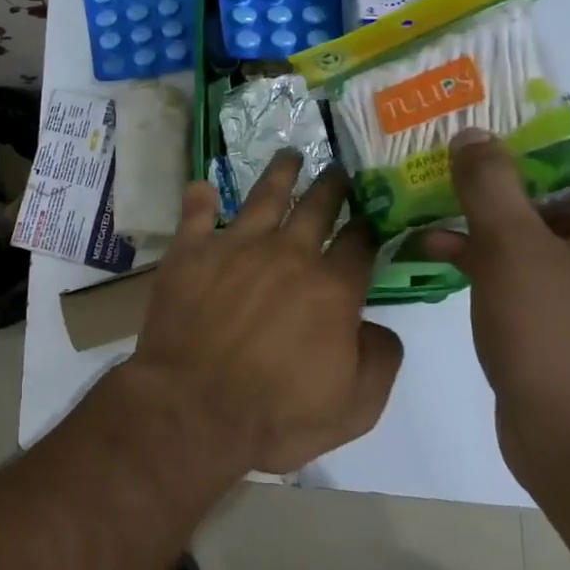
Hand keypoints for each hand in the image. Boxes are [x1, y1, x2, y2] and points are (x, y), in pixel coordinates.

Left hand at [129, 151, 403, 474]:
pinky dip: (200, 198)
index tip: (374, 212)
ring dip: (280, 173)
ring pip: (263, 197)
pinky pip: (195, 214)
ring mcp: (234, 247)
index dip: (371, 224)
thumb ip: (380, 359)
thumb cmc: (276, 415)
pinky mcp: (189, 253)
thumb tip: (376, 325)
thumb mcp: (355, 407)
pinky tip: (202, 186)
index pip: (360, 242)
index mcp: (332, 288)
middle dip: (333, 185)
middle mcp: (287, 254)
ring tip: (289, 154)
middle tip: (338, 168)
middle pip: (317, 207)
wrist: (192, 408)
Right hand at [417, 118, 569, 481]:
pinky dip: (485, 255)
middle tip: (471, 163)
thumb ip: (490, 187)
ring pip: (544, 233)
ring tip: (436, 203)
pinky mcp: (561, 318)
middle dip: (522, 175)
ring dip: (491, 216)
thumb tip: (473, 136)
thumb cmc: (557, 333)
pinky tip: (431, 250)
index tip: (542, 132)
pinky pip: (525, 269)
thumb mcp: (514, 249)